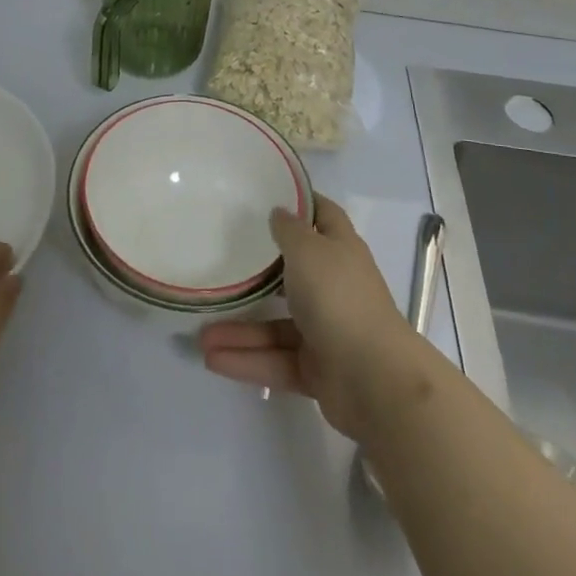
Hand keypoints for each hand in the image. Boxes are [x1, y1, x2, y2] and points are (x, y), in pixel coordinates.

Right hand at [198, 196, 440, 442]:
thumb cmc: (339, 298)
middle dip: (258, 272)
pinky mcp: (317, 370)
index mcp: (340, 250)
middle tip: (220, 261)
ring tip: (200, 334)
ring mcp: (326, 330)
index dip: (301, 202)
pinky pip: (275, 359)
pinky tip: (212, 359)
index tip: (267, 194)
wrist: (375, 381)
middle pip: (293, 272)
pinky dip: (247, 359)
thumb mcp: (308, 250)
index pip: (323, 215)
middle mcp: (334, 286)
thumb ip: (289, 230)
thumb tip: (279, 212)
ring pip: (276, 324)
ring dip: (240, 329)